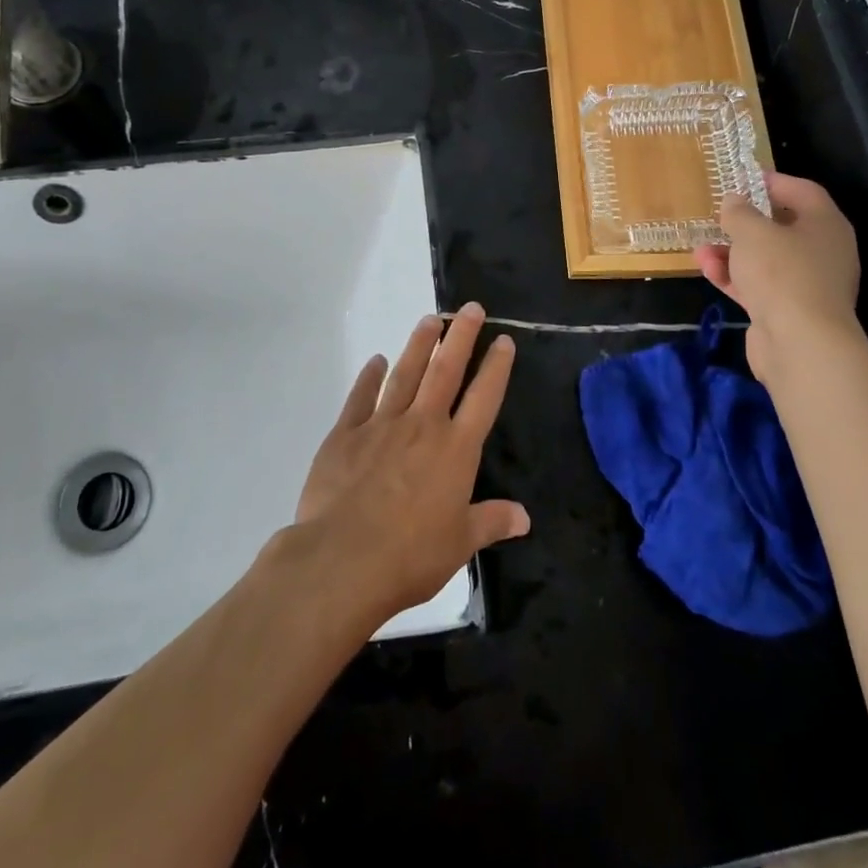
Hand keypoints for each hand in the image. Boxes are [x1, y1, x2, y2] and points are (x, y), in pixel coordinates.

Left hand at [293, 302, 529, 623]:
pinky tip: (376, 361)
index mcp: (455, 449)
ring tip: (430, 320)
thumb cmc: (411, 555)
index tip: (503, 340)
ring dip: (419, 345)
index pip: (484, 398)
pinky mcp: (346, 434)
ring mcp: (382, 425)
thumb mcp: (460, 544)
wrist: (343, 559)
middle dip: (461, 337)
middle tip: (470, 308)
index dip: (496, 367)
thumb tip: (525, 517)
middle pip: (446, 371)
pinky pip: (361, 397)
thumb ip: (491, 522)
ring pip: (405, 374)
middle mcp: (423, 425)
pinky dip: (369, 377)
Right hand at [695, 171, 863, 383]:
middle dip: (744, 223)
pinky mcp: (788, 311)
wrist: (800, 344)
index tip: (742, 179)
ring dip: (732, 253)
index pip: (802, 191)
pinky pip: (759, 286)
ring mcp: (807, 284)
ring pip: (765, 259)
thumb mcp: (752, 232)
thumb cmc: (781, 273)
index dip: (772, 181)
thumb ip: (739, 212)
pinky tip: (708, 271)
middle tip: (719, 216)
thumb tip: (735, 201)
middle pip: (781, 227)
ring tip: (701, 250)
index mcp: (825, 224)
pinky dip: (735, 278)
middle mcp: (822, 251)